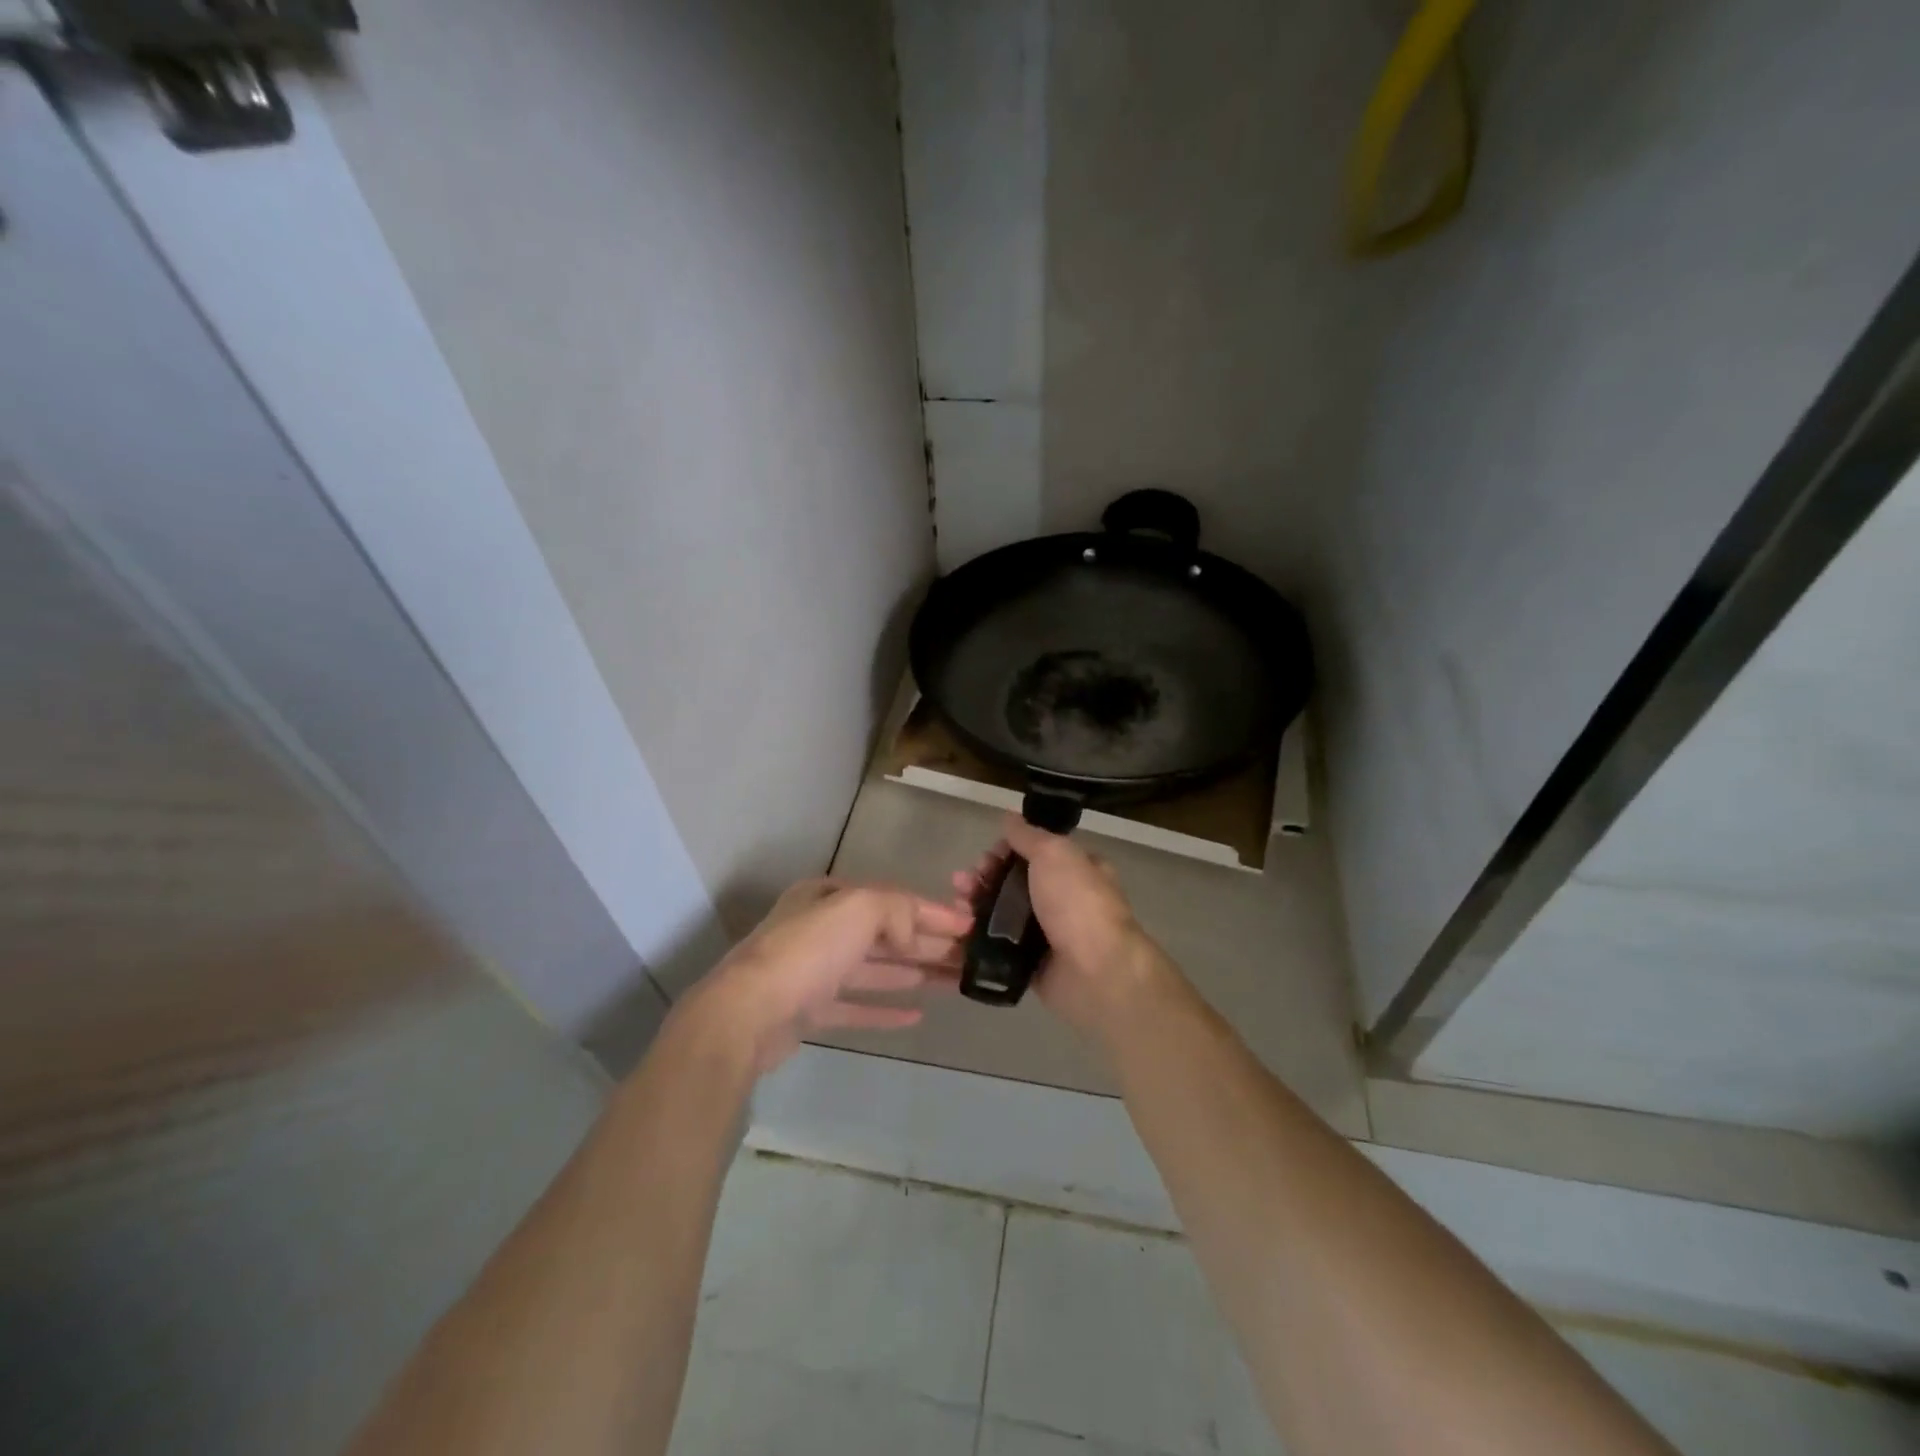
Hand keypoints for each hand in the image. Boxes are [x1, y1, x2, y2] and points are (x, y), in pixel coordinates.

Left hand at [679, 879, 971, 1074]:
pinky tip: (916, 1015)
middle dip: (929, 943)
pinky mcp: (810, 1010)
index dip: (934, 912)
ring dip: (915, 973)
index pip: (894, 900)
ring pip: (876, 969)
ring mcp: (814, 971)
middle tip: (971, 957)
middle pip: (887, 934)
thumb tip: (912, 934)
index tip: (971, 926)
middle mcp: (822, 928)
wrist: (746, 1013)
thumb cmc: (806, 951)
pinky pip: (856, 1006)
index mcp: (830, 897)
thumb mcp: (858, 908)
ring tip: (955, 982)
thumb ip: (896, 909)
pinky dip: (885, 1008)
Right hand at [953, 815, 1170, 1035]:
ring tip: (956, 905)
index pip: (1034, 853)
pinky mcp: (1031, 964)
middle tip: (963, 881)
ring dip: (976, 905)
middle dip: (984, 878)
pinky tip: (959, 931)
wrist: (1095, 973)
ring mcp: (1047, 934)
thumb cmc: (1077, 904)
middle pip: (1013, 882)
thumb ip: (1028, 835)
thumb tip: (1009, 817)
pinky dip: (978, 938)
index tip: (987, 856)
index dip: (1006, 851)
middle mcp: (1062, 899)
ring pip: (1002, 914)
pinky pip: (999, 946)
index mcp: (1076, 869)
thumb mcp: (1054, 854)